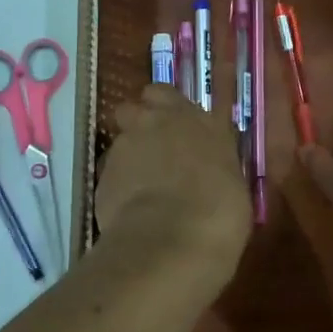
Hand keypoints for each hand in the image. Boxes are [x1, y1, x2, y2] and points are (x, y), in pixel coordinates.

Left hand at [98, 84, 250, 272]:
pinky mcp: (102, 176)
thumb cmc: (220, 210)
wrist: (173, 238)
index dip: (164, 108)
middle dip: (138, 124)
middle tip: (152, 149)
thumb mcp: (230, 179)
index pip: (165, 93)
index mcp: (193, 118)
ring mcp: (124, 147)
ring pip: (119, 142)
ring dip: (129, 158)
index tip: (173, 126)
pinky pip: (110, 176)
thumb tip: (207, 168)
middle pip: (132, 108)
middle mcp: (154, 123)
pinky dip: (118, 188)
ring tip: (142, 189)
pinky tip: (131, 211)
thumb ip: (210, 162)